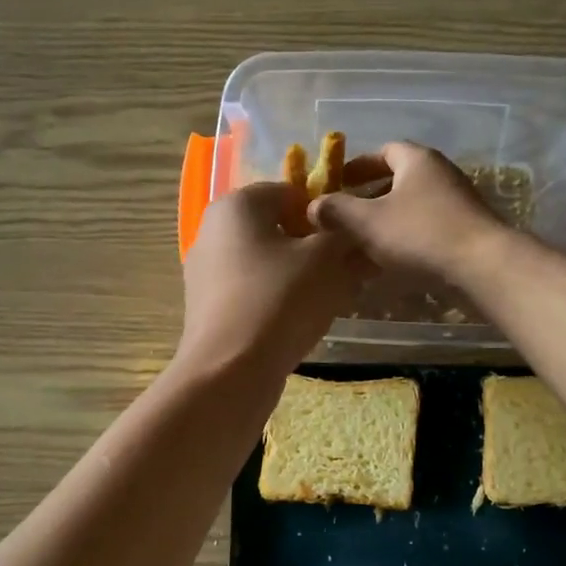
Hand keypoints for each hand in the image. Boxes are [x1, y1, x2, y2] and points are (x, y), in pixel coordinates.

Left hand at [178, 181, 371, 381]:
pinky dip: (278, 299)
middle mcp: (214, 230)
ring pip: (267, 262)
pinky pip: (253, 291)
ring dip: (301, 275)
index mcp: (237, 205)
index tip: (352, 241)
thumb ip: (346, 237)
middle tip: (347, 272)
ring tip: (330, 300)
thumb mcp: (328, 261)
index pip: (292, 192)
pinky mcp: (209, 308)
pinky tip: (300, 322)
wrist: (230, 372)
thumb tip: (359, 231)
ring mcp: (206, 272)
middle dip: (316, 247)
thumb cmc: (280, 301)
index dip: (328, 214)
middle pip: (278, 229)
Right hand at [309, 142, 508, 283]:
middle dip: (370, 197)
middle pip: (398, 180)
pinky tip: (390, 262)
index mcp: (417, 160)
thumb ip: (337, 211)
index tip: (338, 183)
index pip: (384, 151)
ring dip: (386, 222)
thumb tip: (313, 206)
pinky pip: (426, 229)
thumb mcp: (367, 222)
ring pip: (411, 207)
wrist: (482, 267)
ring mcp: (457, 203)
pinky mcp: (465, 231)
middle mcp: (440, 174)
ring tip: (362, 244)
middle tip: (345, 217)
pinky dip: (405, 239)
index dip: (358, 166)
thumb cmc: (420, 235)